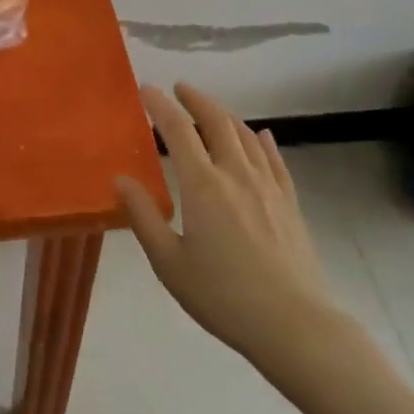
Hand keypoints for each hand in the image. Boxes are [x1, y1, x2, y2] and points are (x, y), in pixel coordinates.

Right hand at [117, 83, 337, 366]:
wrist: (294, 324)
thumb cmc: (223, 296)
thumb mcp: (169, 263)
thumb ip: (143, 217)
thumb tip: (120, 179)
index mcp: (203, 185)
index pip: (178, 130)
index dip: (160, 105)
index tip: (146, 90)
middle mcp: (236, 174)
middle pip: (217, 122)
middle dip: (197, 100)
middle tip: (181, 88)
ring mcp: (268, 186)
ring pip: (246, 136)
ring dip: (225, 115)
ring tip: (211, 110)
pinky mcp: (289, 203)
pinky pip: (274, 160)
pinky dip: (262, 141)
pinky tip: (261, 136)